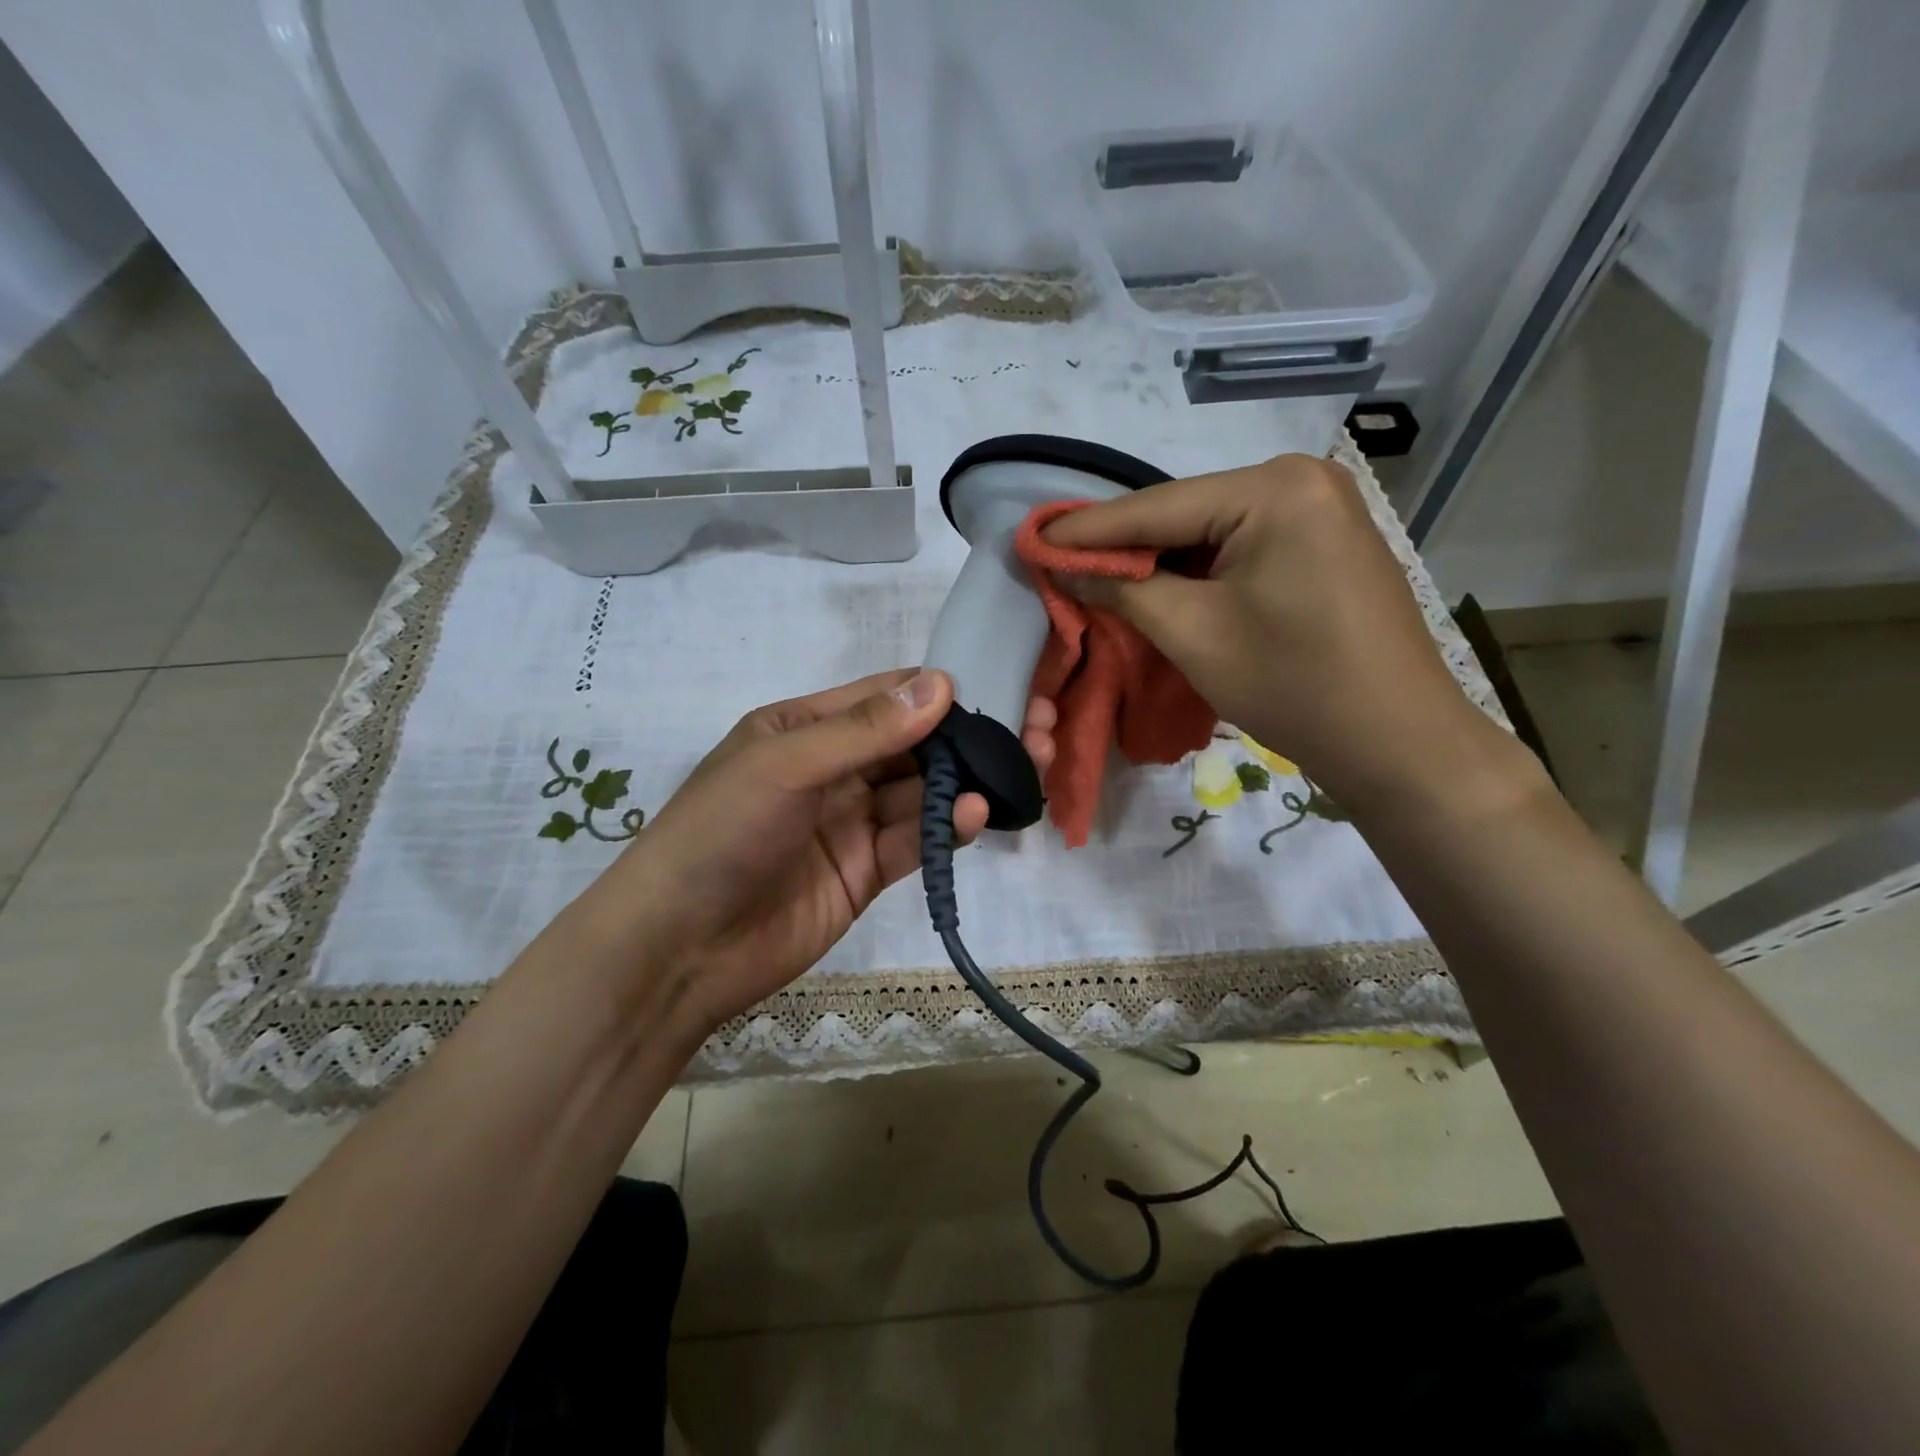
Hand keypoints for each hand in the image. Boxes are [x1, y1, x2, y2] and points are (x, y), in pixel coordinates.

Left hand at [571, 669, 1054, 1039]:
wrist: (679, 948)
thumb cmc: (720, 835)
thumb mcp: (786, 767)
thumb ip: (865, 730)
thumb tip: (943, 681)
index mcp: (804, 728)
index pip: (885, 697)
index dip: (940, 691)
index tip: (1001, 686)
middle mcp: (833, 769)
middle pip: (914, 745)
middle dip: (970, 738)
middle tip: (1034, 728)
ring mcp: (851, 822)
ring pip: (923, 793)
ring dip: (968, 782)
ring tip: (1023, 768)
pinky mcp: (866, 871)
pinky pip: (915, 840)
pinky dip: (947, 828)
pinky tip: (977, 814)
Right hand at [1041, 454, 1491, 812]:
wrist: (1397, 740)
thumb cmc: (1293, 685)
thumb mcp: (1193, 634)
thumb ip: (1121, 590)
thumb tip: (1061, 565)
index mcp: (1275, 489)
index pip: (1155, 507)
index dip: (1086, 530)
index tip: (1030, 539)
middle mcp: (1301, 480)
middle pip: (1183, 513)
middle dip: (1121, 546)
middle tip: (1057, 561)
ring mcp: (1318, 509)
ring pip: (1209, 531)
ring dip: (1156, 559)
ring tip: (1095, 576)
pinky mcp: (1323, 542)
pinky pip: (1239, 547)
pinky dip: (1195, 570)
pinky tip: (1158, 586)